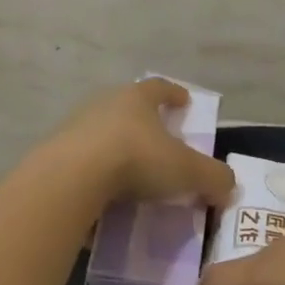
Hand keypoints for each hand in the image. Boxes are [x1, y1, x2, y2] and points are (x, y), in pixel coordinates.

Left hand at [44, 78, 234, 210]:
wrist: (71, 178)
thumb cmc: (136, 160)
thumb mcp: (186, 171)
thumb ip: (213, 178)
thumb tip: (229, 187)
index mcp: (137, 98)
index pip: (160, 88)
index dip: (175, 93)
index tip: (185, 101)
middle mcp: (105, 104)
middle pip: (129, 108)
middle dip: (144, 122)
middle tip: (159, 141)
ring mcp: (76, 127)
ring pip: (104, 134)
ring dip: (118, 149)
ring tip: (132, 174)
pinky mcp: (56, 154)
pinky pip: (83, 162)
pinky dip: (97, 174)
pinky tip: (105, 195)